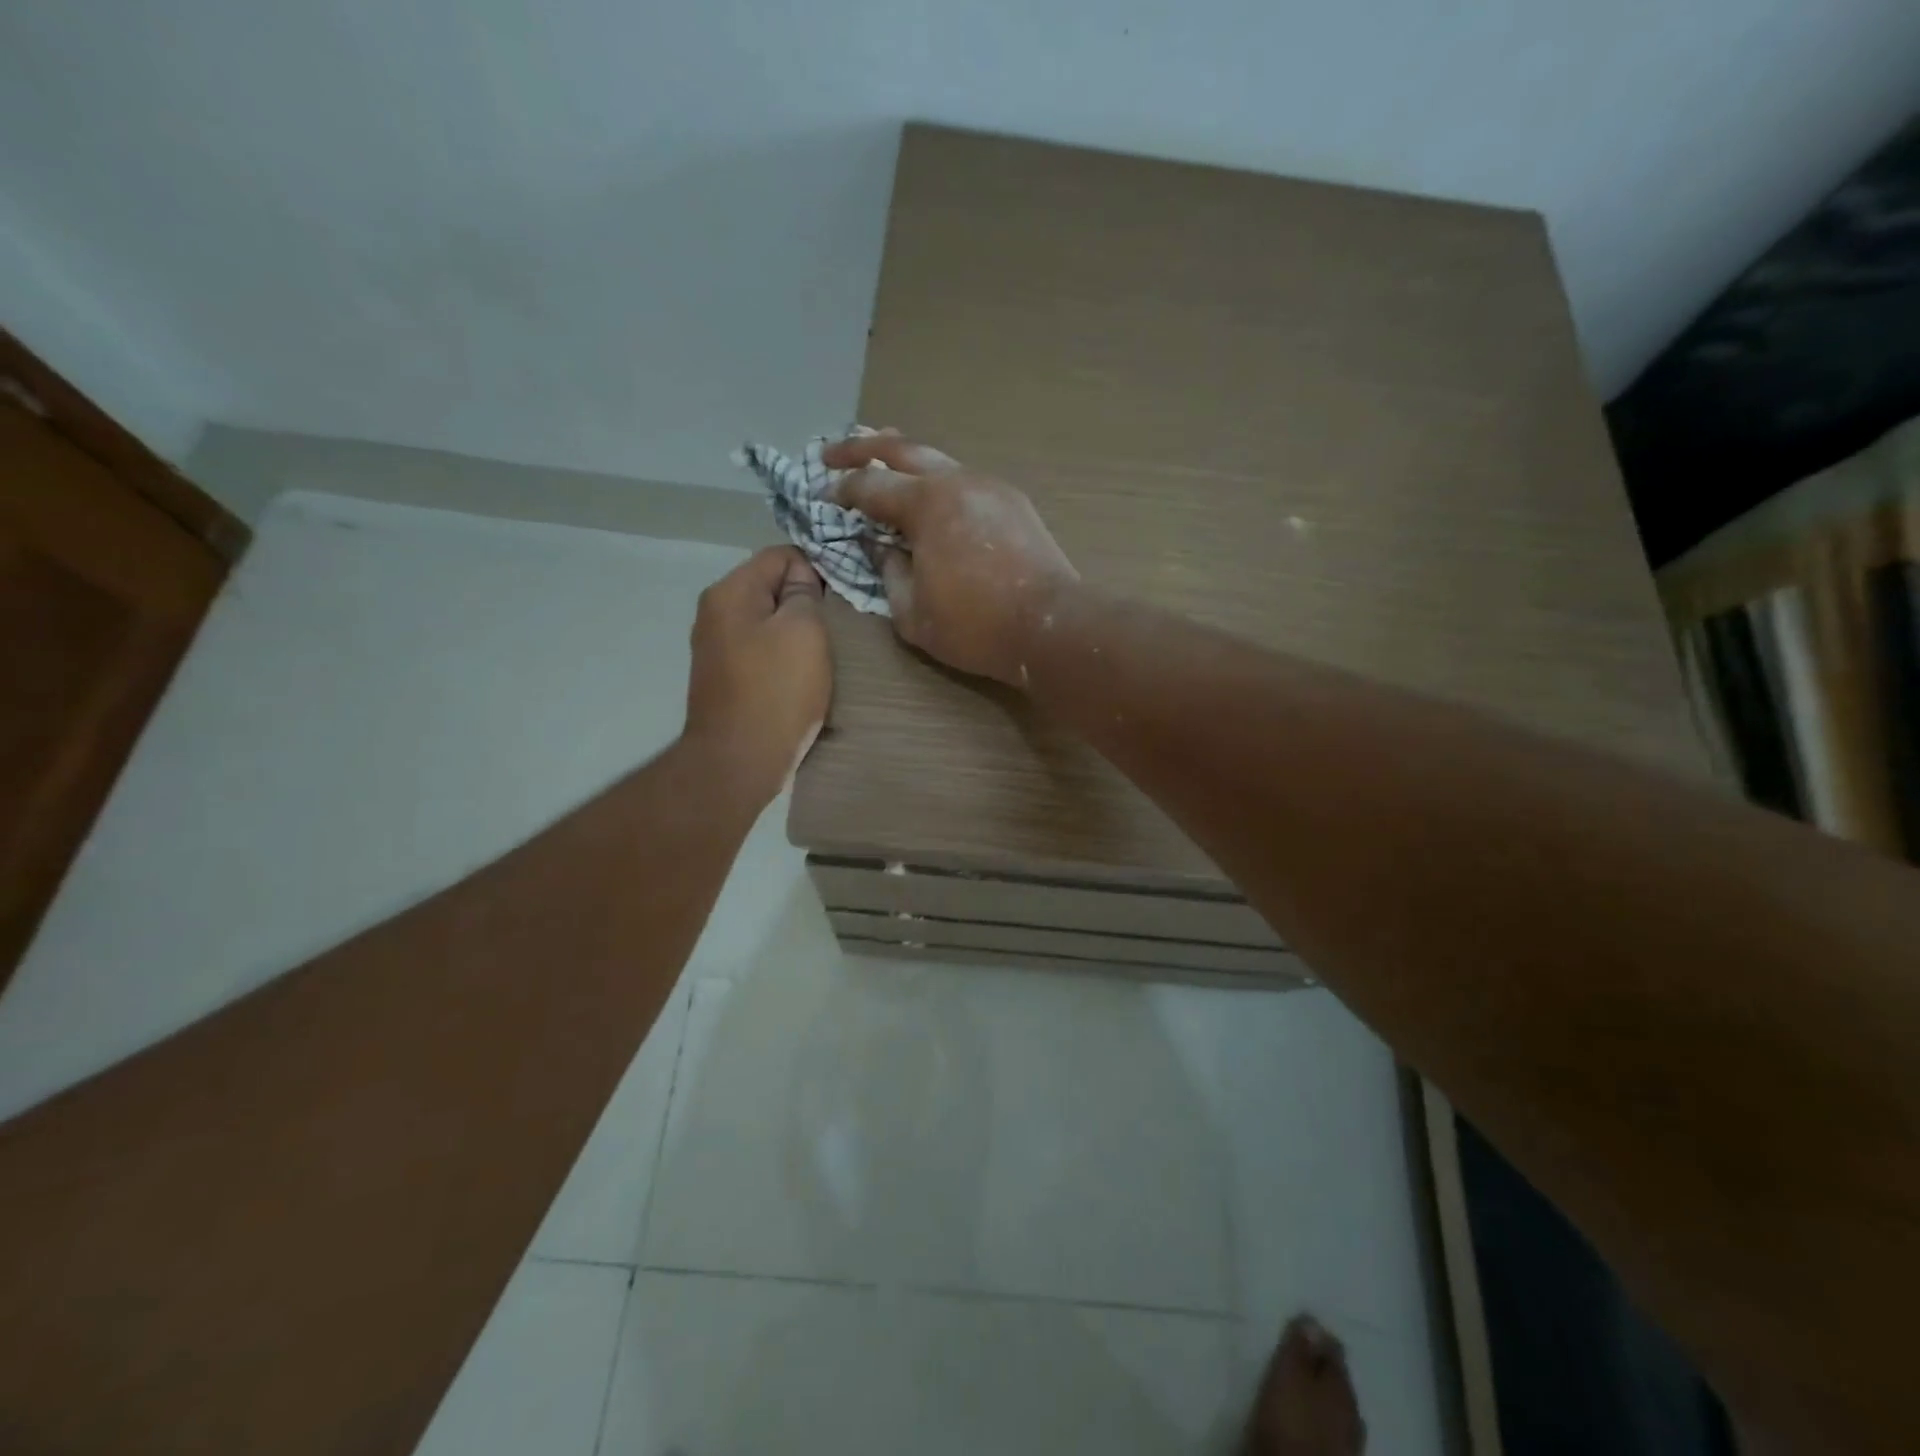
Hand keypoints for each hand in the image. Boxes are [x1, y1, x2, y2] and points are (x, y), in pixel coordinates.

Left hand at [683, 546, 830, 805]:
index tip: (842, 597)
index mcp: (730, 593)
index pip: (780, 555)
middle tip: (839, 625)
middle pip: (771, 588)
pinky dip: (783, 656)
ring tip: (824, 652)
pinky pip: (761, 650)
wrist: (739, 761)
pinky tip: (801, 675)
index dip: (816, 568)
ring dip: (796, 632)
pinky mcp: (724, 678)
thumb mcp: (805, 631)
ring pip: (767, 621)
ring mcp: (716, 647)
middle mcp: (715, 613)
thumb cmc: (777, 691)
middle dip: (805, 601)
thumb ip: (805, 593)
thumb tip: (802, 577)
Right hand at [824, 432, 1077, 686]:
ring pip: (938, 460)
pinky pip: (964, 480)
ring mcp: (990, 487)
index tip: (821, 492)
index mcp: (927, 504)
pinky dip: (937, 481)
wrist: (1051, 627)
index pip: (871, 485)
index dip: (841, 488)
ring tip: (881, 463)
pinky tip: (930, 496)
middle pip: (902, 449)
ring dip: (904, 460)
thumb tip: (882, 548)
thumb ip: (888, 573)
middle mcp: (958, 482)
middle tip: (832, 454)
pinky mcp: (1013, 502)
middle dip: (862, 449)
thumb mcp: (912, 614)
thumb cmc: (976, 628)